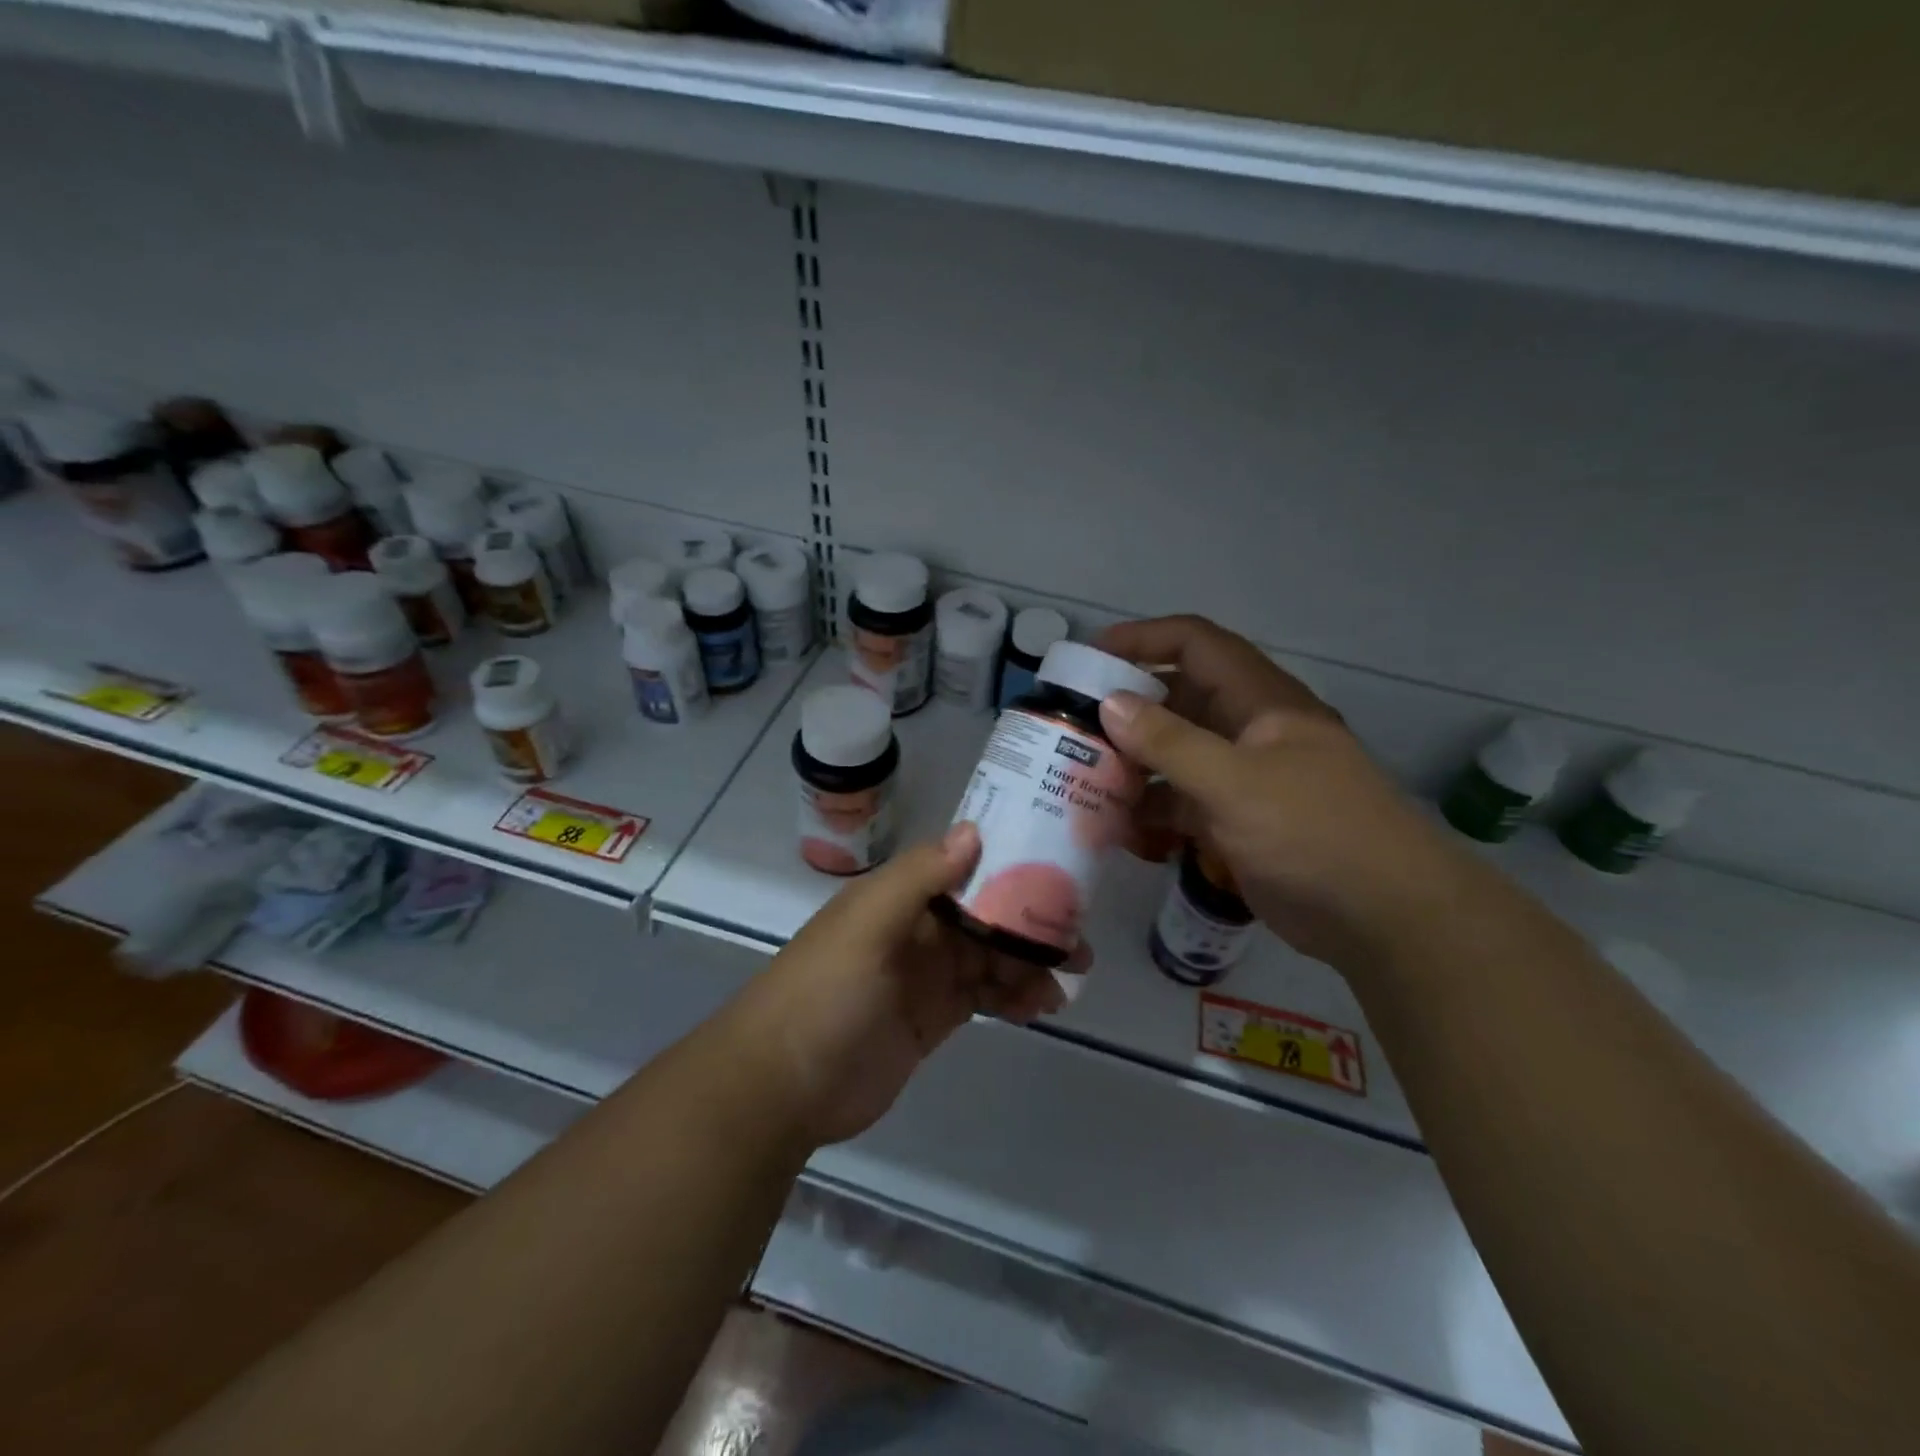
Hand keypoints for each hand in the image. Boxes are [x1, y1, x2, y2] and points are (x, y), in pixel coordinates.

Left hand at [723, 824, 1085, 1147]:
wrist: (782, 1086)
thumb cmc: (824, 994)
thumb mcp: (867, 926)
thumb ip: (919, 878)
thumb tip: (973, 830)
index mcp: (899, 897)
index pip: (963, 868)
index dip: (1009, 866)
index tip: (1059, 870)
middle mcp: (915, 929)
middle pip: (986, 915)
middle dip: (1031, 923)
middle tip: (1079, 940)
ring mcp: (925, 976)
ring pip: (990, 957)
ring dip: (1028, 964)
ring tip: (1067, 982)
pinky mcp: (933, 1018)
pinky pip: (983, 997)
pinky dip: (1012, 998)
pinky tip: (1040, 1007)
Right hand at [1096, 615, 1460, 969]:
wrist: (1384, 917)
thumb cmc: (1314, 832)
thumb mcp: (1235, 783)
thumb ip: (1170, 742)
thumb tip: (1111, 704)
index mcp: (1260, 701)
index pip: (1195, 645)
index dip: (1143, 639)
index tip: (1089, 657)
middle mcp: (1249, 731)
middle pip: (1178, 701)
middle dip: (1127, 710)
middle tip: (1073, 726)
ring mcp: (1244, 779)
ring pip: (1176, 756)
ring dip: (1134, 766)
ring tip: (1083, 781)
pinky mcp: (1238, 822)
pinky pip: (1184, 804)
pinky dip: (1153, 812)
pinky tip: (1120, 831)